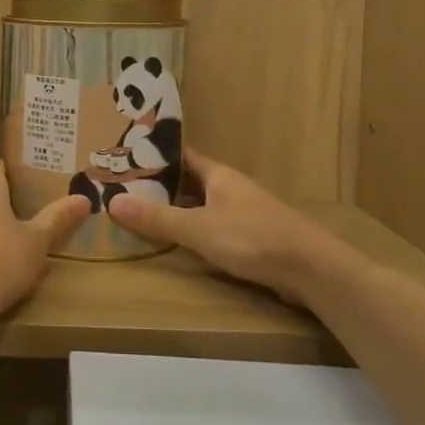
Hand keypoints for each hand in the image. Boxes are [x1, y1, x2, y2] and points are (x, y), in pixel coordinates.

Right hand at [108, 150, 367, 305]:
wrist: (312, 269)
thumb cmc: (254, 238)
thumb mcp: (199, 229)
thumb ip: (158, 218)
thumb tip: (112, 202)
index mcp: (219, 175)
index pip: (182, 156)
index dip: (155, 155)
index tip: (125, 156)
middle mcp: (230, 188)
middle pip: (189, 181)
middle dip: (160, 184)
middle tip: (123, 188)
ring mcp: (243, 213)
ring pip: (201, 205)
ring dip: (176, 208)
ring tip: (142, 213)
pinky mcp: (252, 238)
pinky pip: (213, 226)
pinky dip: (193, 229)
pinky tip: (178, 241)